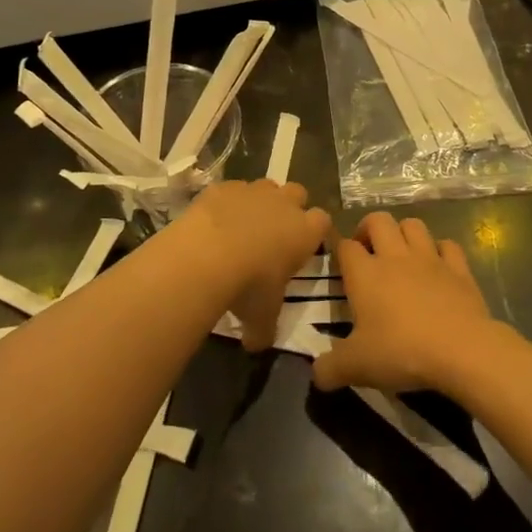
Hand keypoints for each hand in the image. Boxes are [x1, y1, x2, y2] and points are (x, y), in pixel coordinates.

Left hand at [178, 180, 331, 352]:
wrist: (207, 255)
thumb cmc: (248, 286)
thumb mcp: (261, 317)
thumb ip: (264, 330)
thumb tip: (256, 345)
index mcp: (305, 232)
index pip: (323, 221)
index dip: (315, 232)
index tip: (304, 246)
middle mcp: (284, 204)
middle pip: (298, 193)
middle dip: (291, 207)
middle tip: (276, 231)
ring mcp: (254, 190)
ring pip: (266, 186)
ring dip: (260, 201)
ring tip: (244, 225)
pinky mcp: (224, 186)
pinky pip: (232, 189)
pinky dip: (228, 201)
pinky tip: (215, 221)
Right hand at [313, 213, 499, 394]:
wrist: (461, 350)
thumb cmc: (402, 352)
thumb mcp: (356, 367)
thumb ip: (329, 369)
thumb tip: (316, 374)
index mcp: (365, 273)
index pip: (345, 246)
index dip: (340, 251)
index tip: (340, 266)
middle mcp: (395, 256)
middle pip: (378, 220)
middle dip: (369, 228)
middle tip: (368, 252)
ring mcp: (429, 258)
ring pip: (413, 225)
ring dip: (403, 233)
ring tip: (400, 253)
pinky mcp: (458, 268)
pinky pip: (447, 245)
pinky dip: (440, 250)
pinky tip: (438, 266)